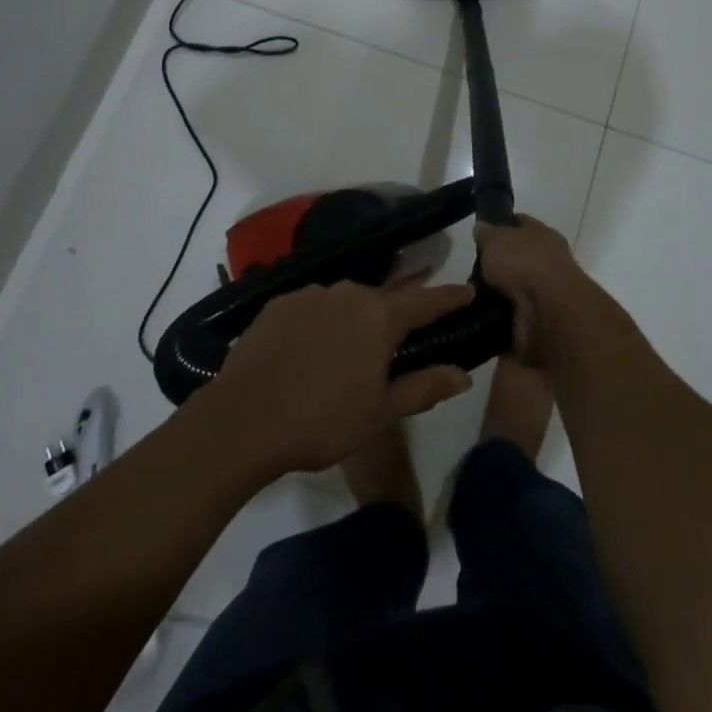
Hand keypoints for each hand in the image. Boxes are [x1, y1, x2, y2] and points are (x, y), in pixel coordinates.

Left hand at [212, 281, 474, 474]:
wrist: (242, 420)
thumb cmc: (321, 421)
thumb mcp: (379, 413)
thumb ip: (423, 387)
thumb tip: (464, 374)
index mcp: (380, 317)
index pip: (426, 301)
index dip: (449, 297)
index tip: (469, 290)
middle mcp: (349, 292)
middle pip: (382, 300)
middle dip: (393, 316)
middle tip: (395, 341)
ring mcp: (311, 293)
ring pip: (345, 302)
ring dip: (353, 320)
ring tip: (345, 353)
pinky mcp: (279, 302)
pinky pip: (312, 306)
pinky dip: (320, 322)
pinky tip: (308, 350)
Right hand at [475, 214, 596, 368]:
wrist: (550, 312)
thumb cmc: (524, 263)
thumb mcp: (495, 239)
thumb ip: (486, 233)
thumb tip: (482, 228)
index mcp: (542, 233)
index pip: (520, 222)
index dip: (500, 225)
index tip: (480, 235)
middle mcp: (548, 259)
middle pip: (518, 256)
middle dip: (497, 264)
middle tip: (472, 271)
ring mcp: (547, 290)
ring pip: (517, 285)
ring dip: (499, 291)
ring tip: (472, 296)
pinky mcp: (542, 318)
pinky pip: (515, 311)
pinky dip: (501, 314)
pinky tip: (483, 314)